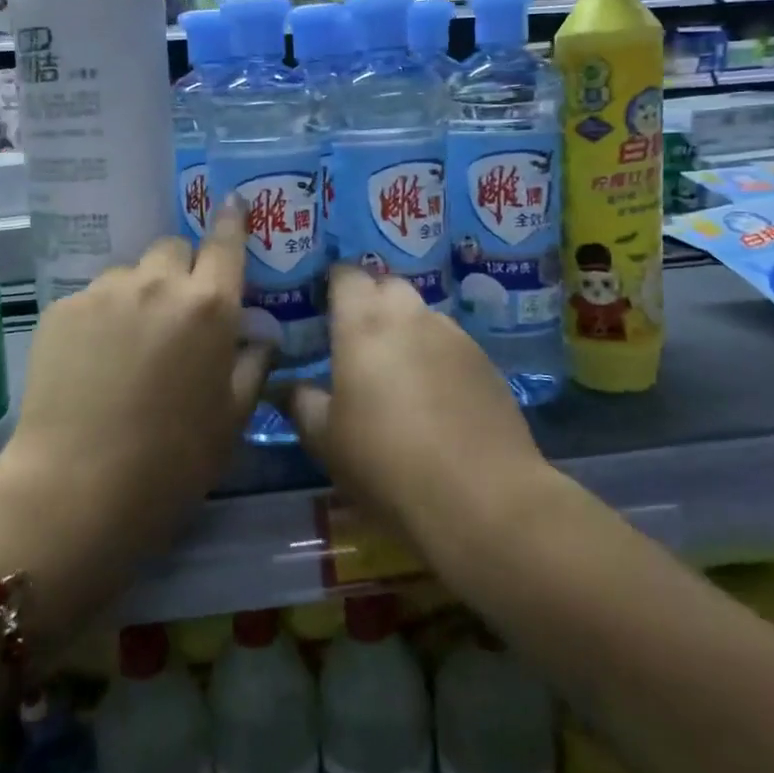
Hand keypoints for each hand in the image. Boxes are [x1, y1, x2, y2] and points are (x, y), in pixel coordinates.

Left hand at [0, 202, 268, 642]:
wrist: (78, 487)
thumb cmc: (172, 461)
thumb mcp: (231, 419)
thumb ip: (252, 365)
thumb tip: (259, 335)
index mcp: (209, 305)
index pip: (226, 242)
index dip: (232, 220)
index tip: (233, 204)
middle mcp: (158, 283)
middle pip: (173, 248)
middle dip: (181, 270)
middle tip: (177, 314)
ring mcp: (104, 291)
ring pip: (131, 272)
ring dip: (139, 293)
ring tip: (129, 344)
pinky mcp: (62, 308)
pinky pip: (93, 297)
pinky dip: (102, 316)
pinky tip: (93, 361)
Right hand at [281, 265, 548, 559]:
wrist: (482, 498)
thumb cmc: (386, 464)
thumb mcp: (326, 440)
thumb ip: (301, 403)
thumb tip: (287, 385)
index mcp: (363, 323)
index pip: (346, 274)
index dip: (332, 283)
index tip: (321, 306)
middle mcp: (410, 316)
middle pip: (387, 285)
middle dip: (370, 300)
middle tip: (354, 338)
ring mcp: (454, 336)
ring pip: (421, 313)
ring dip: (404, 327)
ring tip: (394, 369)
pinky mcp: (485, 362)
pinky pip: (449, 342)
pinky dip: (434, 354)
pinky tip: (432, 395)